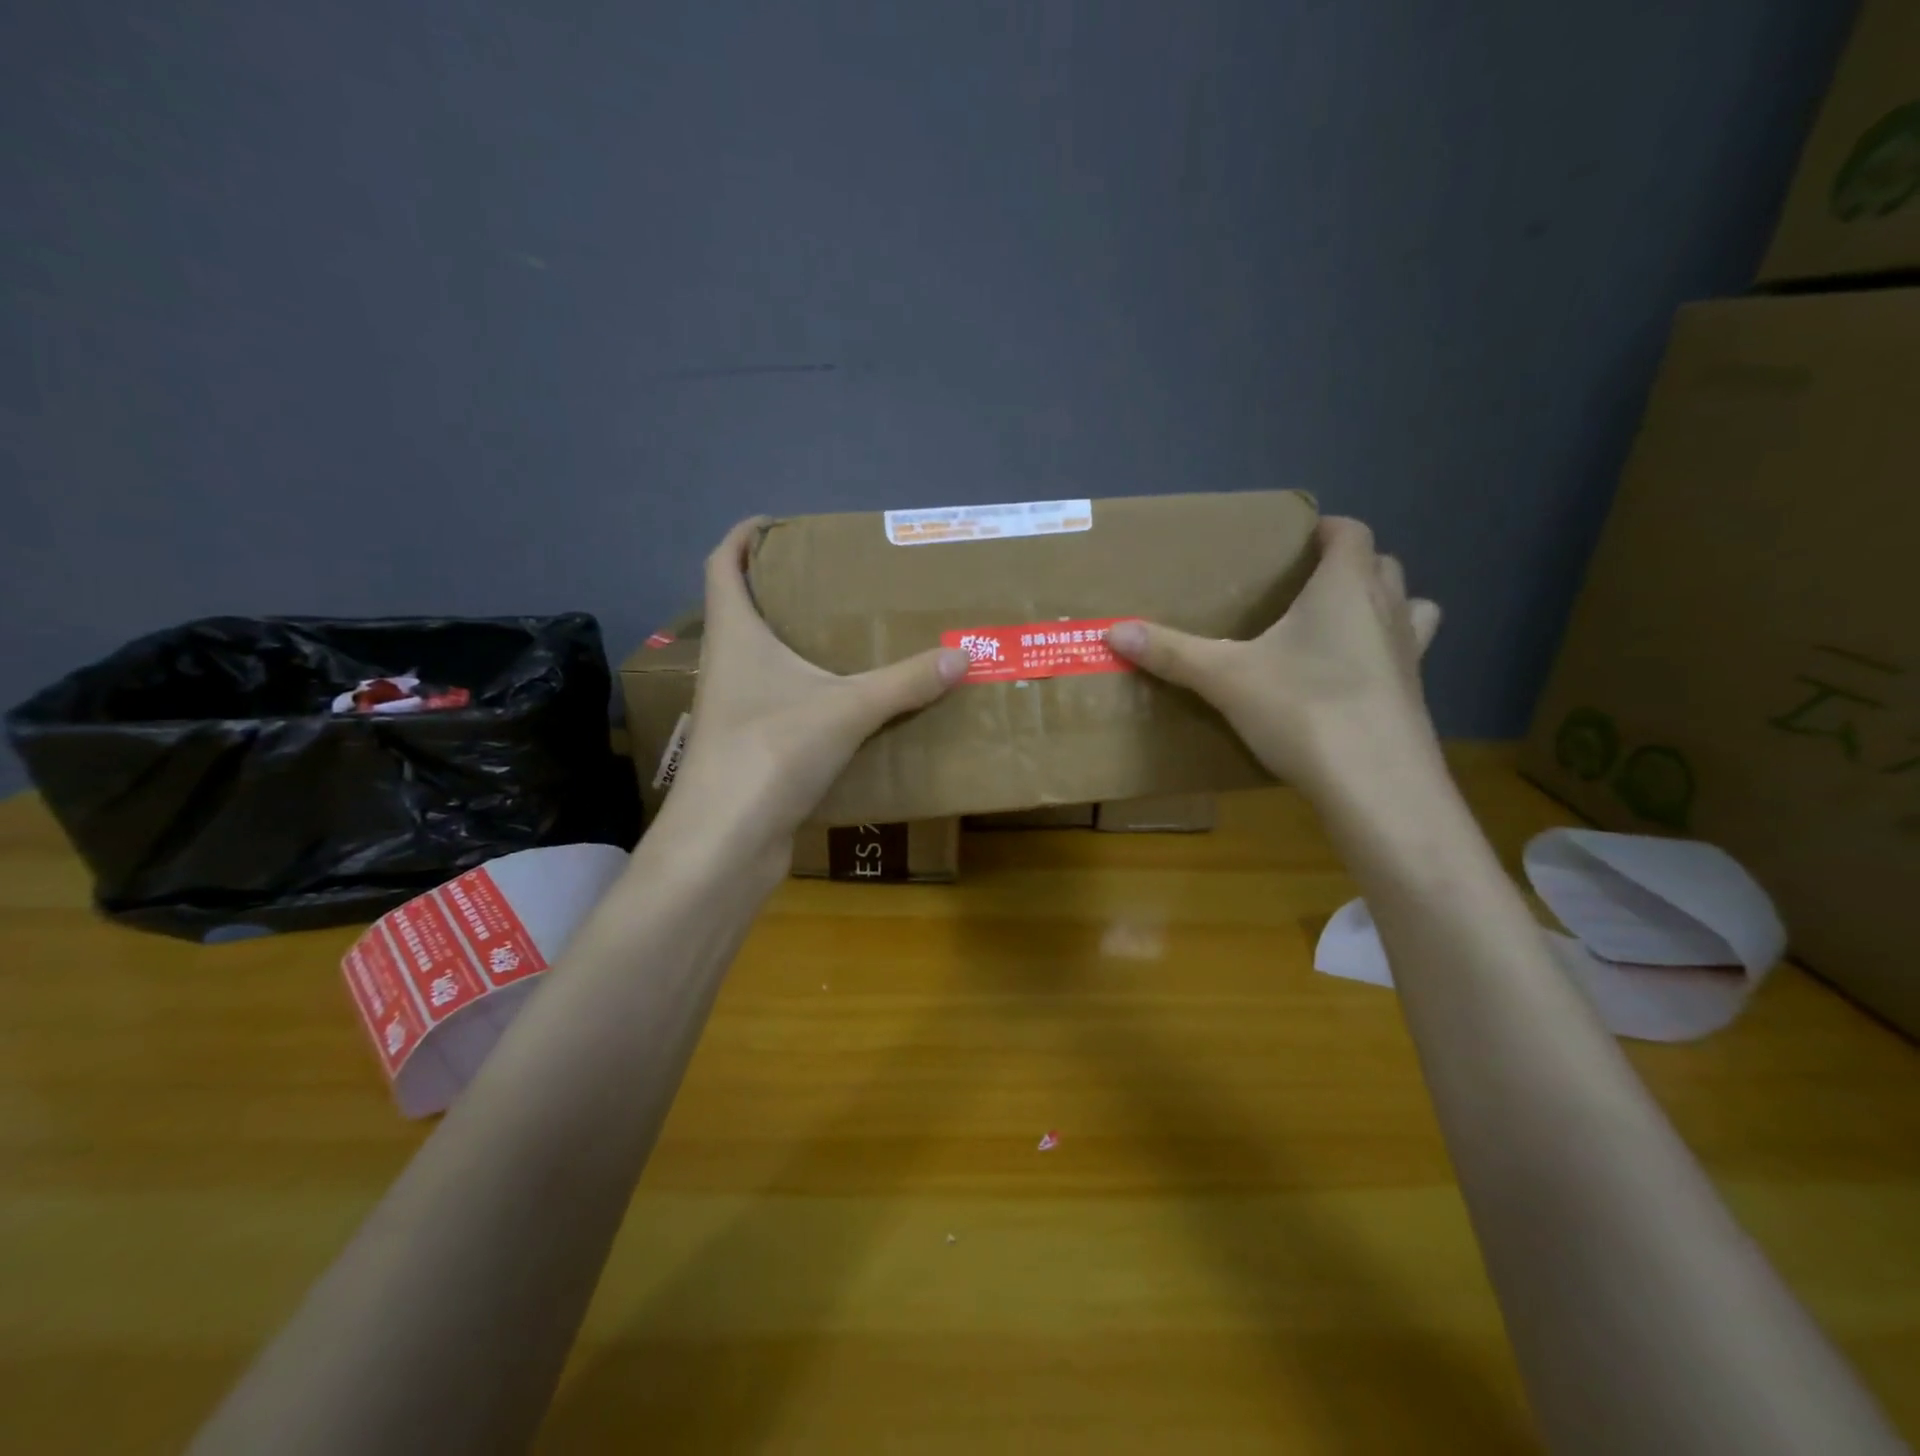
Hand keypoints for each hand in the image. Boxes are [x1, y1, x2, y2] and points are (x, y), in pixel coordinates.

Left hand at [663, 517, 970, 862]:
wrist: (725, 842)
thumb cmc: (770, 752)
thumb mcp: (847, 709)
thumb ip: (904, 682)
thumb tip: (963, 656)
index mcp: (736, 635)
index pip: (724, 564)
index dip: (745, 536)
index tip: (780, 525)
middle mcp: (728, 665)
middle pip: (745, 610)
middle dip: (783, 590)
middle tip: (836, 583)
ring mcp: (734, 710)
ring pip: (763, 661)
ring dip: (797, 644)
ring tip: (849, 637)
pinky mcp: (751, 748)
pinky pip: (782, 703)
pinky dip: (810, 693)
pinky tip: (848, 703)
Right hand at [1107, 517, 1442, 798]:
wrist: (1375, 783)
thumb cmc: (1303, 709)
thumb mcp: (1225, 678)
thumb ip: (1172, 652)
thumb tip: (1113, 631)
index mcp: (1345, 586)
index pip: (1350, 532)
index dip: (1325, 529)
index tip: (1294, 543)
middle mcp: (1387, 608)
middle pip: (1380, 564)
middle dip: (1347, 566)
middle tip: (1302, 587)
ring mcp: (1410, 652)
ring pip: (1408, 606)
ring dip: (1378, 605)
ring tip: (1337, 625)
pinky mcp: (1416, 694)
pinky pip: (1407, 655)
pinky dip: (1384, 653)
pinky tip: (1350, 680)